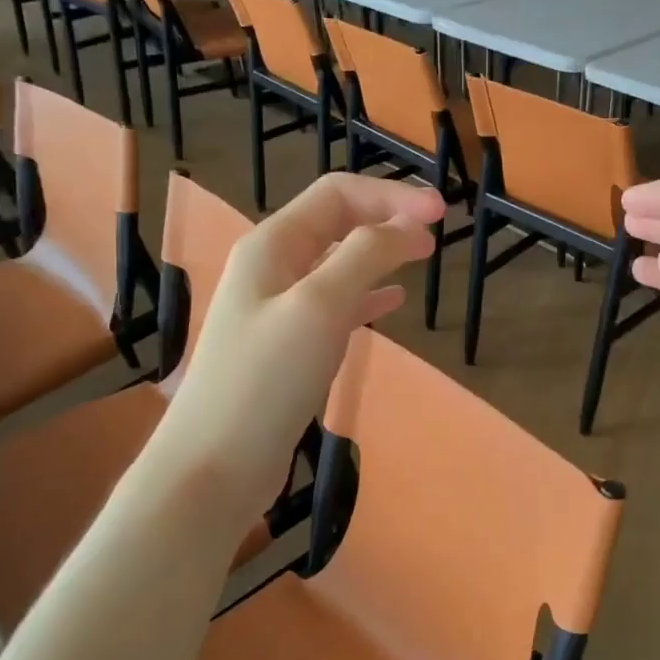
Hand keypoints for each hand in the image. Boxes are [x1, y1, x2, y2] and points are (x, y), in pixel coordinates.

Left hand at [140, 173, 444, 525]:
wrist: (216, 464)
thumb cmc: (267, 379)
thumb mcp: (320, 305)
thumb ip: (366, 255)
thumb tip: (411, 225)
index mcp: (272, 244)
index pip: (338, 194)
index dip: (392, 195)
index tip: (443, 214)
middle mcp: (271, 267)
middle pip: (336, 221)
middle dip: (386, 217)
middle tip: (437, 233)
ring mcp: (277, 308)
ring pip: (338, 262)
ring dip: (380, 252)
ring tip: (422, 256)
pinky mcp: (288, 346)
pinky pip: (335, 304)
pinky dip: (367, 294)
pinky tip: (392, 302)